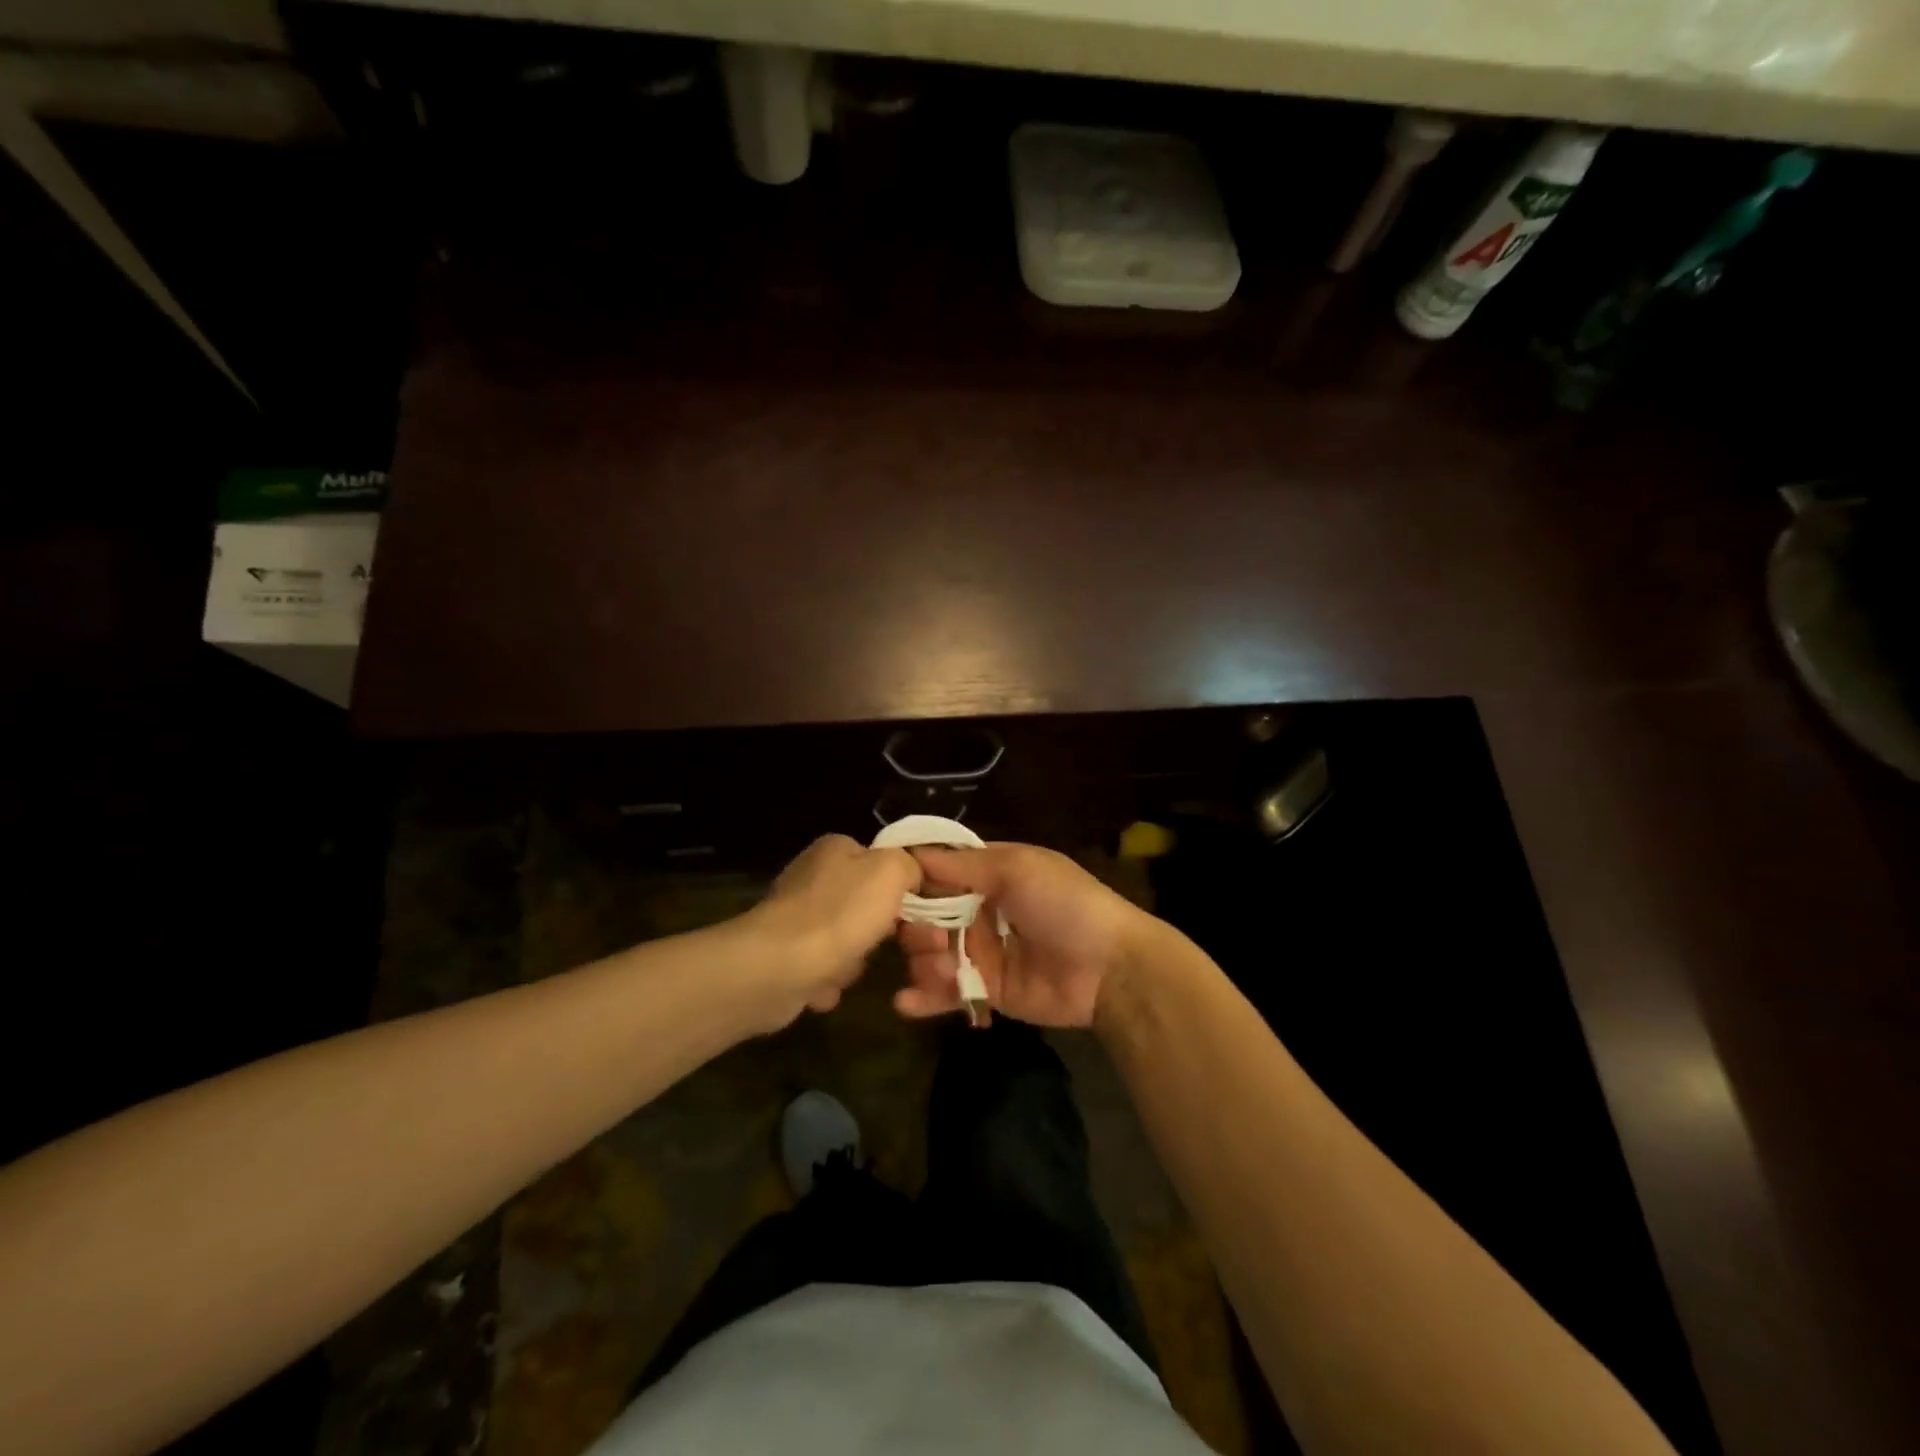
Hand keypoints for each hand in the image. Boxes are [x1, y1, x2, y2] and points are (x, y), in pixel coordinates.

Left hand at [746, 834, 920, 1022]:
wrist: (777, 968)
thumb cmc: (839, 914)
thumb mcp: (891, 872)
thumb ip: (909, 865)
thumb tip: (911, 875)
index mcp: (835, 849)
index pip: (882, 861)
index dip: (906, 886)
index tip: (924, 913)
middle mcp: (813, 877)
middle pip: (868, 903)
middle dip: (885, 931)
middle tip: (900, 947)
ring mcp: (796, 917)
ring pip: (849, 939)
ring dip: (856, 960)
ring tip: (849, 967)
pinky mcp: (784, 955)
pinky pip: (824, 968)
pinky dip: (829, 980)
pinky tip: (825, 986)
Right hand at [894, 842, 1159, 1027]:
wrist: (1110, 967)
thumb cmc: (1064, 903)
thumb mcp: (1017, 868)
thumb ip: (963, 865)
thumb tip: (911, 853)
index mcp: (990, 874)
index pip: (938, 872)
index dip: (912, 880)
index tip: (886, 889)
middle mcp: (980, 910)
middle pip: (928, 915)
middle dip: (917, 926)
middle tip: (929, 938)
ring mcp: (983, 952)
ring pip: (932, 954)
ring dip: (923, 960)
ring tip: (937, 966)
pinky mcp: (987, 990)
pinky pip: (948, 992)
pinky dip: (924, 998)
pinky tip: (906, 1003)